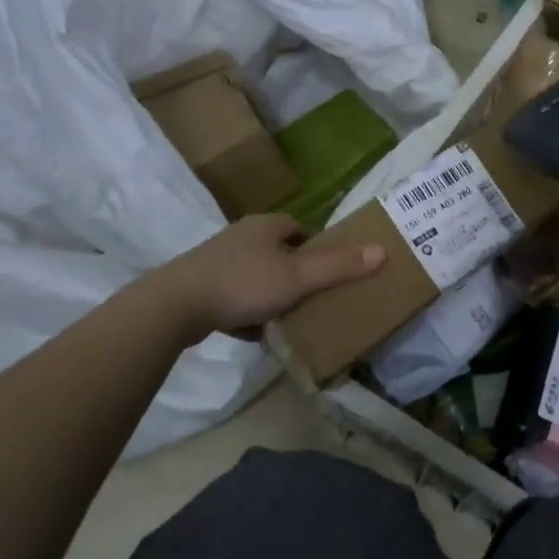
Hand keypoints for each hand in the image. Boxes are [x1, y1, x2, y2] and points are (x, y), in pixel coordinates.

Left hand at [164, 214, 384, 341]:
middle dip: (297, 273)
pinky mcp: (202, 286)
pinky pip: (237, 297)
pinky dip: (249, 311)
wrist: (176, 306)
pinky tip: (258, 332)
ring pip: (258, 276)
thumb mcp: (299, 277)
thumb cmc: (244, 283)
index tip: (332, 270)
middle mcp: (242, 236)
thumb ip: (339, 266)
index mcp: (266, 226)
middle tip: (316, 296)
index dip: (319, 246)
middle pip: (280, 252)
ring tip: (291, 317)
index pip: (300, 227)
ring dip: (273, 294)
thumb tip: (382, 250)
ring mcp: (218, 261)